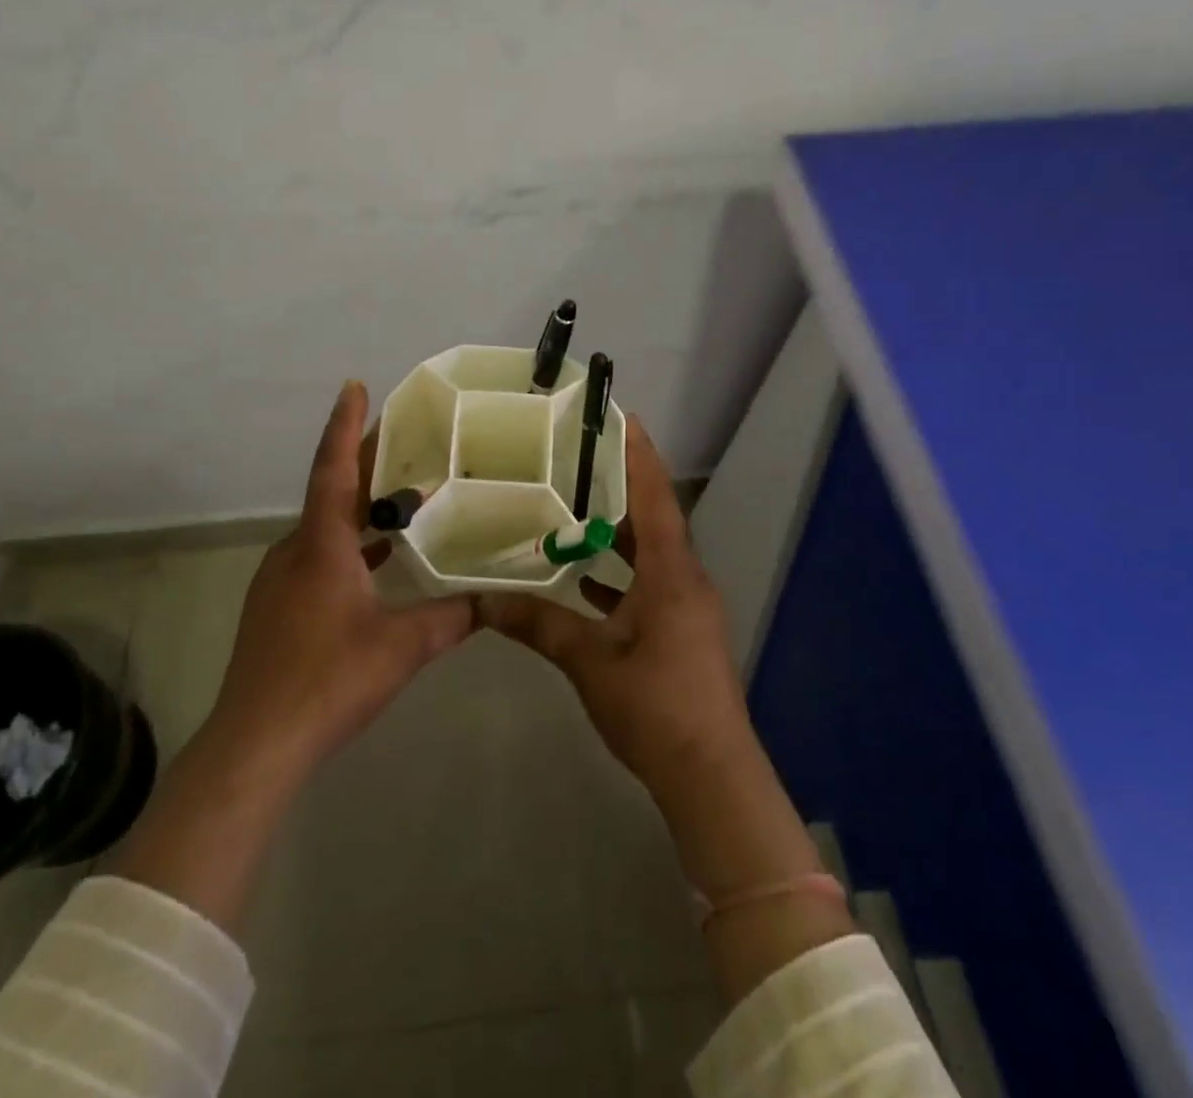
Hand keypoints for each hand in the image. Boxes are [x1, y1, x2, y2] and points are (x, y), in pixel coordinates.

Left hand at [205, 380, 477, 781]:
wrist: (256, 741)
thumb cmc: (329, 678)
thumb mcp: (402, 646)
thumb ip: (450, 618)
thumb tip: (491, 601)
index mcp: (321, 546)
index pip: (334, 470)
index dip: (346, 426)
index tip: (355, 386)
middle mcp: (294, 551)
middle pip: (330, 493)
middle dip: (363, 464)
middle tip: (403, 443)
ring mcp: (278, 581)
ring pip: (322, 529)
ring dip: (357, 511)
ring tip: (399, 503)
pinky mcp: (275, 608)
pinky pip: (315, 557)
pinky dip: (346, 547)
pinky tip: (373, 567)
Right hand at [478, 414, 752, 798]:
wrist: (710, 774)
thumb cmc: (655, 706)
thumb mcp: (590, 660)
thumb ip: (539, 623)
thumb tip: (482, 598)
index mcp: (671, 574)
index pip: (656, 498)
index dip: (640, 456)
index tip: (622, 418)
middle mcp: (685, 580)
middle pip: (652, 520)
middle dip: (619, 490)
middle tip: (575, 464)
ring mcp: (687, 608)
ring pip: (649, 555)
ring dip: (615, 536)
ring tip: (570, 514)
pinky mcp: (682, 632)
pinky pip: (649, 586)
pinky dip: (618, 576)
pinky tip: (582, 582)